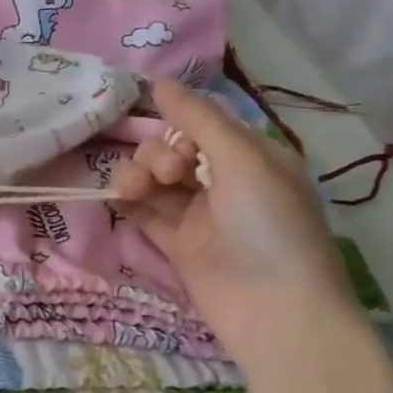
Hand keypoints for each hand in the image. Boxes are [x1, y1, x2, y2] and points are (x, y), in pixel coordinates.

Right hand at [110, 81, 357, 370]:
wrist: (274, 310)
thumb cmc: (269, 225)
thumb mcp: (242, 160)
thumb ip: (198, 119)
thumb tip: (157, 81)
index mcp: (252, 156)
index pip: (202, 124)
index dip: (177, 124)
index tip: (166, 129)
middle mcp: (224, 181)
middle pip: (171, 149)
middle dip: (158, 154)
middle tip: (169, 175)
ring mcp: (198, 215)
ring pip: (153, 179)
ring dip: (137, 176)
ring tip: (133, 190)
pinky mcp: (176, 244)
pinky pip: (144, 211)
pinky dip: (129, 201)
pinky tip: (118, 196)